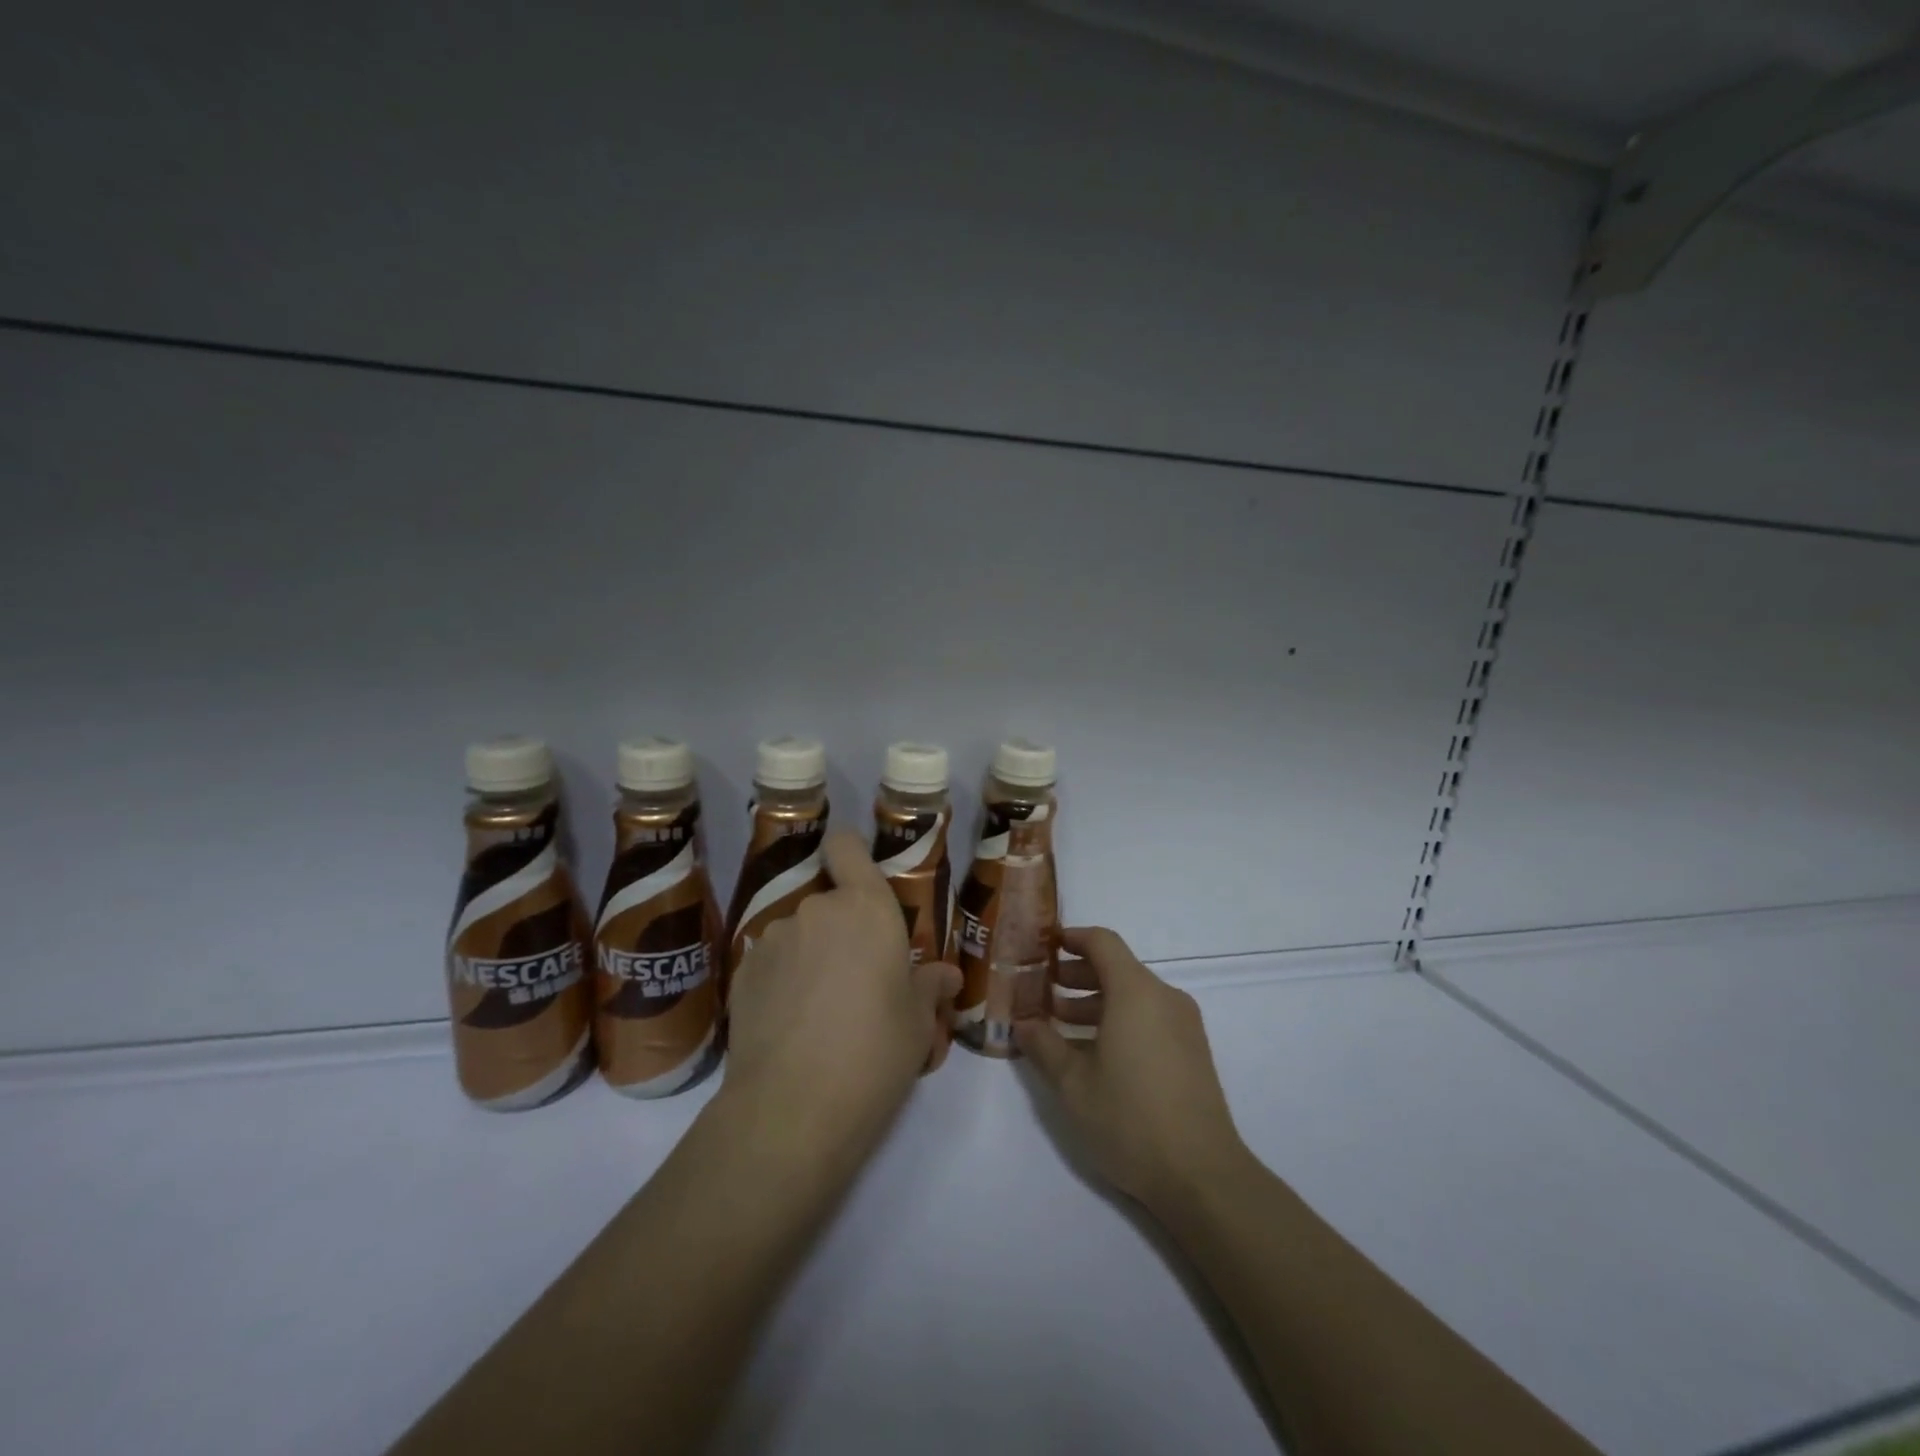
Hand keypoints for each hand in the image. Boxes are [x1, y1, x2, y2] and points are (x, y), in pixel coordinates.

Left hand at [724, 830, 960, 1155]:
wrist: (792, 1108)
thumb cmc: (875, 1053)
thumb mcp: (918, 1024)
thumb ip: (930, 987)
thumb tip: (947, 976)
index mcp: (867, 908)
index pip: (847, 846)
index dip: (850, 854)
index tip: (860, 883)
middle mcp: (816, 909)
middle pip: (829, 902)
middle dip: (842, 931)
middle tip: (857, 981)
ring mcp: (773, 939)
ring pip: (799, 934)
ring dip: (811, 956)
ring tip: (819, 1011)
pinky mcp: (741, 972)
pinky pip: (772, 963)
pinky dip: (782, 982)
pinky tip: (789, 1026)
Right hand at [1015, 927, 1250, 1212]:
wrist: (1202, 1175)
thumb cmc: (1130, 1118)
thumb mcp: (1073, 1084)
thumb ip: (1043, 1045)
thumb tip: (1022, 1023)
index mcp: (1135, 992)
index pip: (1102, 942)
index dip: (1071, 938)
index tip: (1044, 946)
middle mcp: (1163, 997)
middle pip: (1117, 967)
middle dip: (1077, 974)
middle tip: (1042, 990)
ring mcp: (1183, 1025)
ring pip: (1133, 995)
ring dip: (1096, 1001)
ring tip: (1060, 1024)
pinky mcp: (1192, 1051)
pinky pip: (1150, 1017)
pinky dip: (1119, 1020)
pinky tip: (1094, 1052)